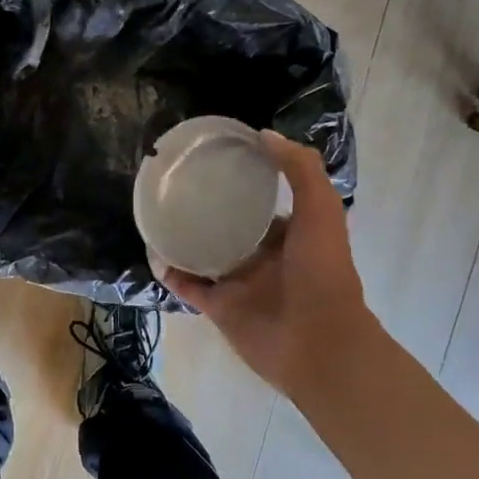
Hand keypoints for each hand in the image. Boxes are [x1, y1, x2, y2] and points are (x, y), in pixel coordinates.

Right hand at [160, 132, 371, 398]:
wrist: (318, 343)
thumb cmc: (323, 273)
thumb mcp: (321, 210)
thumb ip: (300, 170)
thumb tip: (263, 135)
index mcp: (287, 234)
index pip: (259, 202)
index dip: (241, 181)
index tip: (213, 160)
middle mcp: (261, 255)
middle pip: (226, 226)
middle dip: (205, 208)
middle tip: (174, 184)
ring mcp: (238, 282)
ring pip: (203, 254)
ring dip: (182, 237)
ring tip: (156, 213)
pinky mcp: (218, 306)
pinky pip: (189, 285)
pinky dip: (171, 271)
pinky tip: (154, 252)